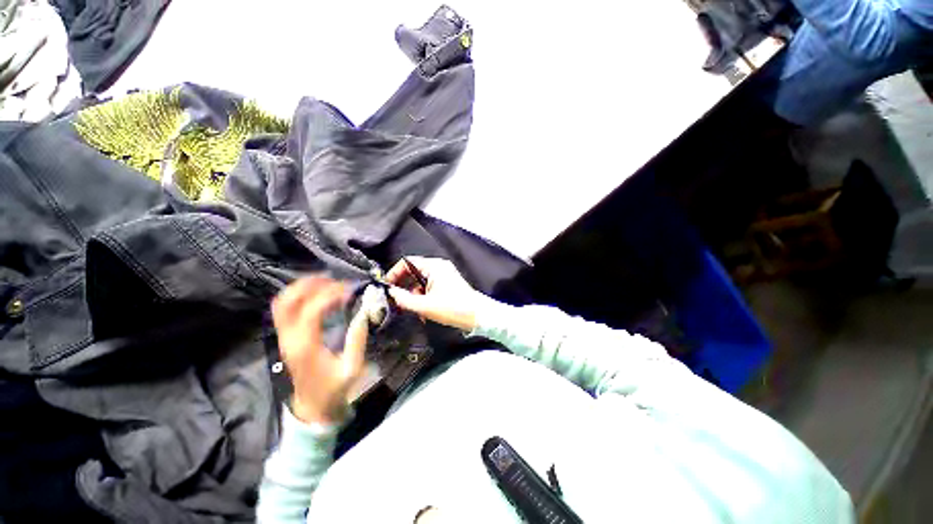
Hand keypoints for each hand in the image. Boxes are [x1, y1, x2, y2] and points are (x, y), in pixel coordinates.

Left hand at [272, 277, 367, 424]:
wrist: (312, 407)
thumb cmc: (333, 389)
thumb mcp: (352, 368)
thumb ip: (357, 340)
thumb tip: (363, 313)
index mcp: (306, 346)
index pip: (312, 310)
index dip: (330, 295)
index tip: (349, 290)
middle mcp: (289, 338)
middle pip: (287, 301)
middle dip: (310, 285)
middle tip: (334, 280)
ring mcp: (284, 337)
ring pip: (282, 303)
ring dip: (302, 288)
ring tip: (325, 282)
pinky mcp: (286, 338)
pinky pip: (284, 310)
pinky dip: (298, 296)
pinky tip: (316, 294)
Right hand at [385, 256, 491, 330]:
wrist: (477, 316)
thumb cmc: (453, 308)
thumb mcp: (425, 305)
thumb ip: (404, 299)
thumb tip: (391, 293)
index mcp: (434, 266)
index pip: (407, 262)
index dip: (395, 273)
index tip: (388, 286)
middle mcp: (439, 267)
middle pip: (413, 272)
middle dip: (404, 286)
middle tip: (397, 300)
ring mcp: (444, 275)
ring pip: (421, 281)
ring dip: (414, 295)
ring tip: (412, 310)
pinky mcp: (447, 284)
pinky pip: (429, 287)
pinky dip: (423, 297)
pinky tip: (422, 311)